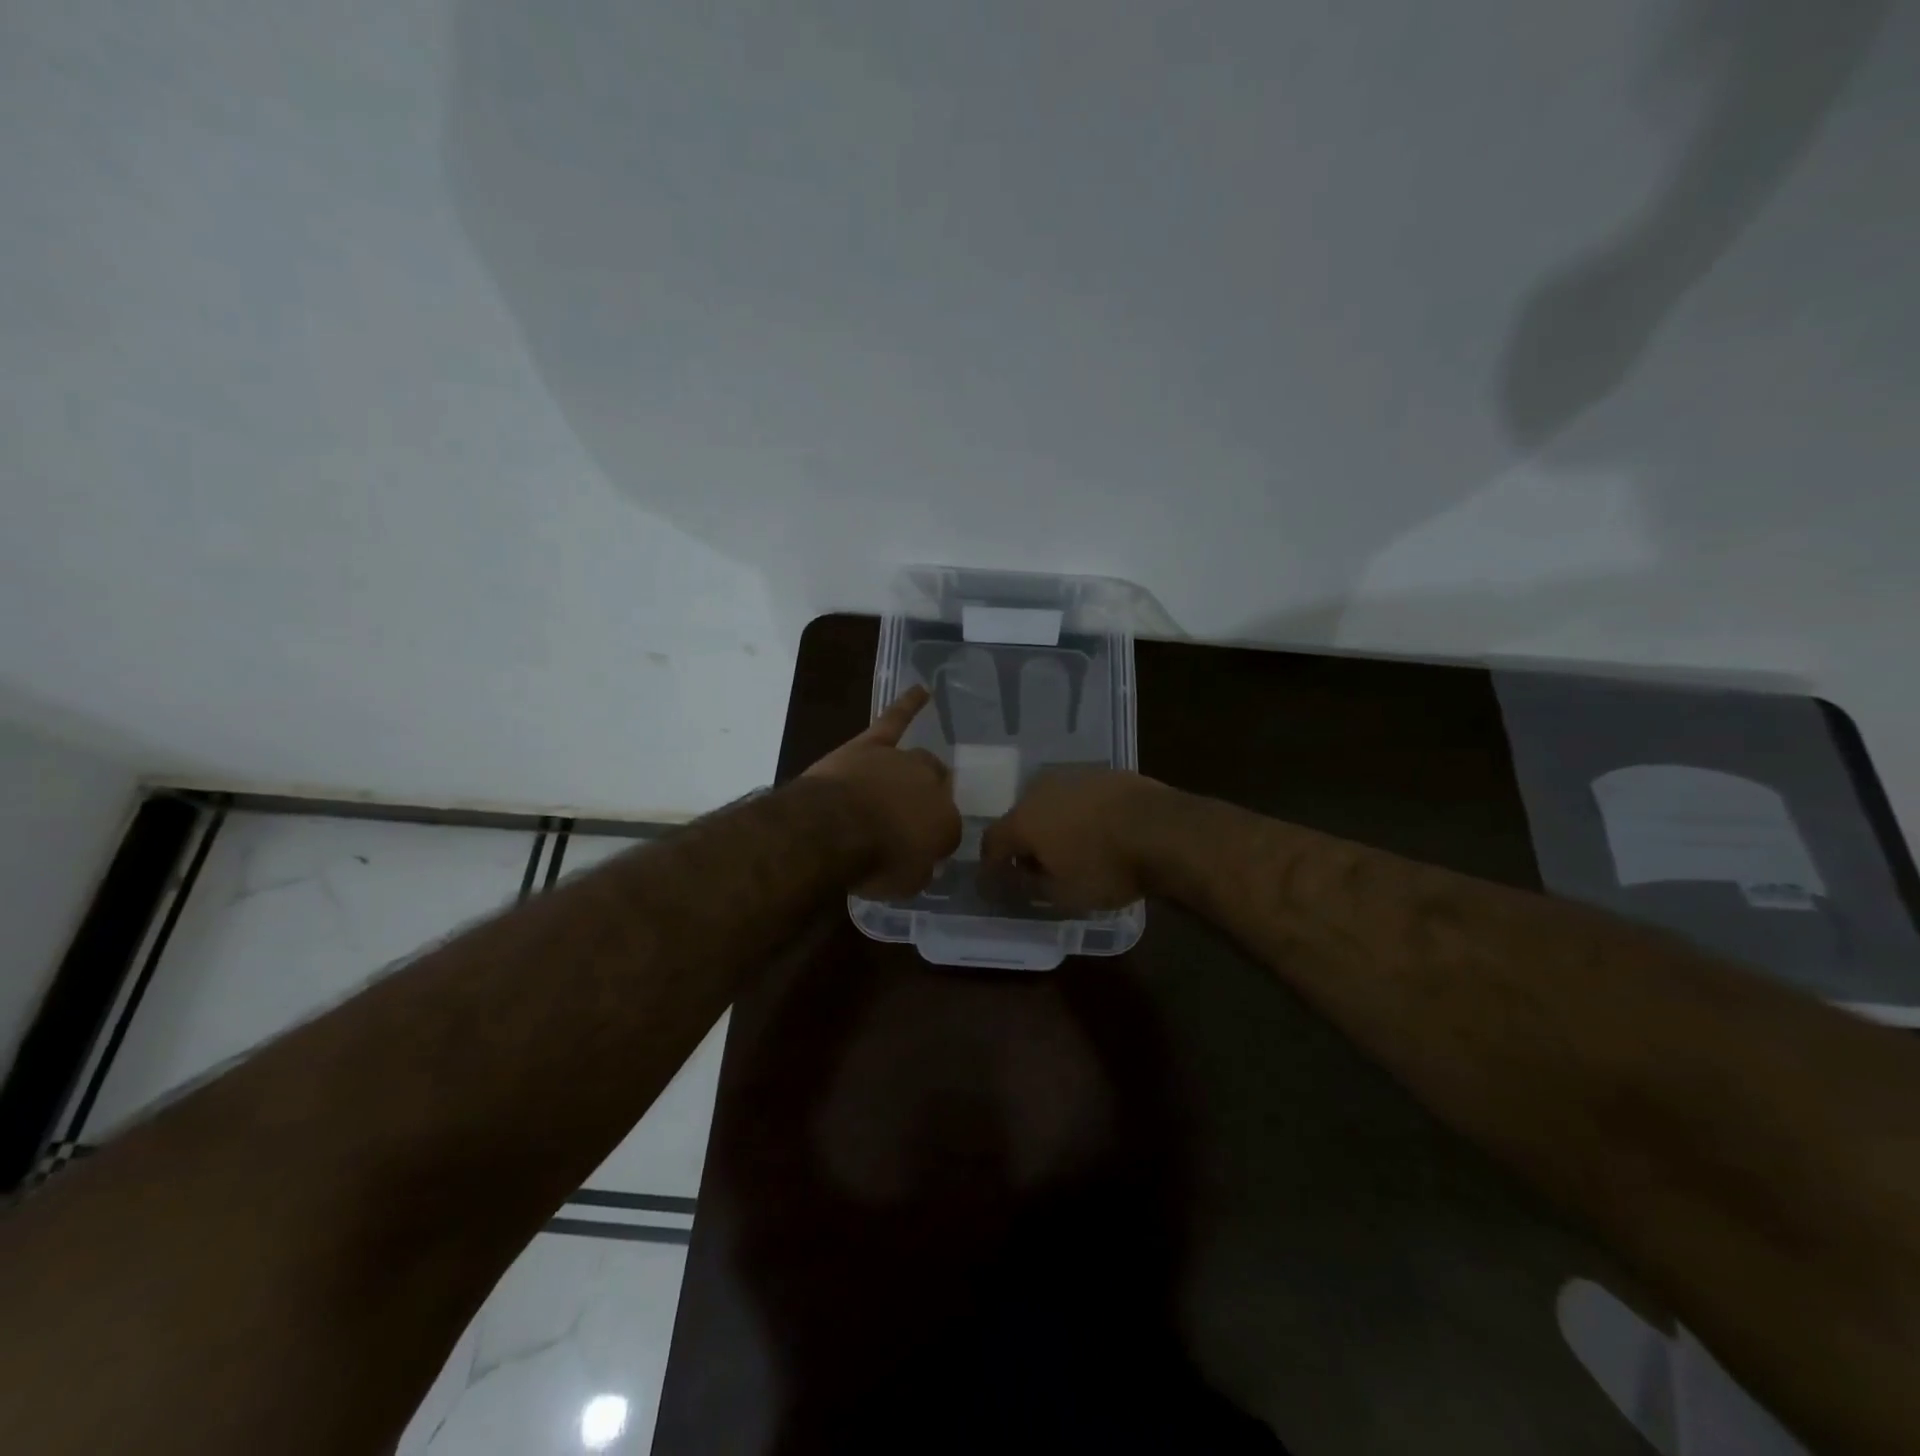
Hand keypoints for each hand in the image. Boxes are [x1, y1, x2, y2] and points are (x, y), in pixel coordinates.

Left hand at [804, 685, 961, 897]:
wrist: (832, 830)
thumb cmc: (872, 863)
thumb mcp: (904, 884)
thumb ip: (918, 870)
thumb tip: (920, 862)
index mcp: (946, 824)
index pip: (948, 830)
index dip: (933, 842)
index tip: (918, 853)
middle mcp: (931, 786)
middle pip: (938, 789)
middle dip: (928, 802)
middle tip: (910, 819)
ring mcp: (901, 761)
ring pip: (919, 761)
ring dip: (915, 773)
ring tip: (909, 782)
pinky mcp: (872, 744)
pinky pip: (894, 720)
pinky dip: (908, 704)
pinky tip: (922, 691)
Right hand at [980, 768, 1169, 911]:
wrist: (1164, 830)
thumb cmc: (1106, 868)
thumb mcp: (1062, 894)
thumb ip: (1028, 887)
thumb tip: (1010, 880)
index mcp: (1023, 820)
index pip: (992, 842)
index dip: (991, 864)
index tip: (997, 882)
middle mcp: (1040, 791)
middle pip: (1021, 819)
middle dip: (1024, 844)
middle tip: (1037, 869)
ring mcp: (1074, 777)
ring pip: (1051, 804)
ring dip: (1053, 826)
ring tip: (1071, 850)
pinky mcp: (1104, 774)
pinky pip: (1080, 798)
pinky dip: (1080, 815)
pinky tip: (1098, 832)